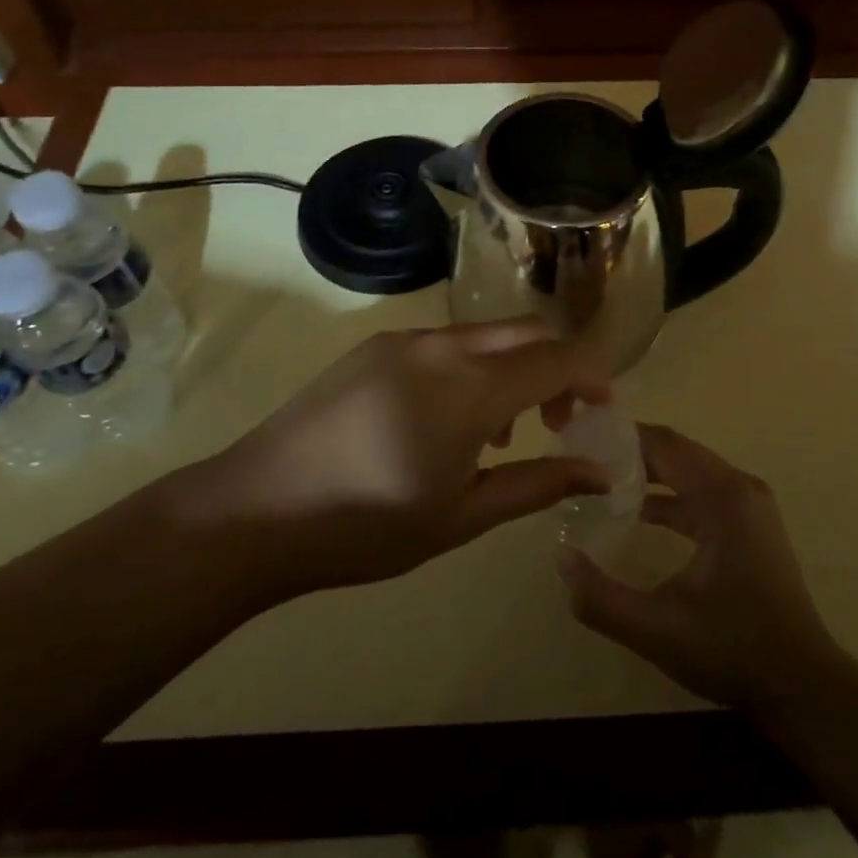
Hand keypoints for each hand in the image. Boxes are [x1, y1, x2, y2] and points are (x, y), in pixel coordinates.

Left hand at [174, 321, 611, 600]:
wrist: (255, 509)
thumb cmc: (366, 526)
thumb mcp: (461, 517)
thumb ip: (535, 485)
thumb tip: (597, 472)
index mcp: (470, 388)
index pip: (556, 358)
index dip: (591, 378)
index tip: (602, 411)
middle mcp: (442, 346)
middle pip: (526, 331)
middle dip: (557, 366)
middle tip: (556, 421)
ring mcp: (403, 341)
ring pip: (484, 333)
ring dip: (512, 367)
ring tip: (498, 434)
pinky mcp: (373, 347)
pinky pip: (443, 342)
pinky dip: (471, 367)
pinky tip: (446, 419)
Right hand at [557, 425, 842, 709]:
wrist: (802, 685)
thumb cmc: (731, 649)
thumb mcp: (656, 628)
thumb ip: (601, 597)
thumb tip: (561, 559)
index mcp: (722, 497)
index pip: (664, 445)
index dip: (622, 438)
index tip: (582, 440)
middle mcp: (739, 488)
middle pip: (677, 451)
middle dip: (632, 451)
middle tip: (585, 458)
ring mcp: (750, 505)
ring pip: (691, 470)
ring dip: (651, 471)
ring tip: (603, 480)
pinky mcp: (751, 524)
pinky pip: (703, 492)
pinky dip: (671, 494)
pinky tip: (639, 513)